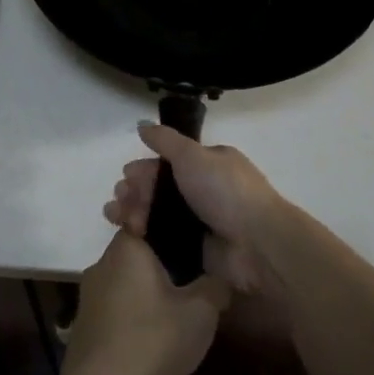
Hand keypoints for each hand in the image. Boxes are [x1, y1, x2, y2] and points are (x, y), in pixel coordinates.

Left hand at [59, 230, 230, 374]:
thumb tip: (221, 275)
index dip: (172, 229)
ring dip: (146, 291)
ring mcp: (89, 291)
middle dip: (163, 265)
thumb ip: (215, 287)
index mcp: (128, 247)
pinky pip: (114, 304)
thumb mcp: (199, 314)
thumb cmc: (152, 340)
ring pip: (125, 280)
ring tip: (173, 313)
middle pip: (138, 252)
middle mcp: (103, 261)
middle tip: (191, 284)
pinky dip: (132, 312)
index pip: (148, 219)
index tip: (193, 245)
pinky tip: (149, 335)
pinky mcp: (84, 320)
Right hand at [106, 122, 284, 294]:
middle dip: (136, 191)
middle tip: (119, 198)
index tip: (126, 175)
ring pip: (158, 214)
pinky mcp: (196, 249)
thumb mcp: (193, 156)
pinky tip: (128, 232)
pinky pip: (164, 239)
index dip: (145, 168)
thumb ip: (165, 141)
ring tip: (116, 215)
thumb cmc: (225, 191)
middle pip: (159, 188)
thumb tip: (141, 125)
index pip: (168, 163)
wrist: (257, 244)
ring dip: (134, 210)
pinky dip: (144, 235)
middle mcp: (204, 190)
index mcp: (208, 164)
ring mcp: (200, 222)